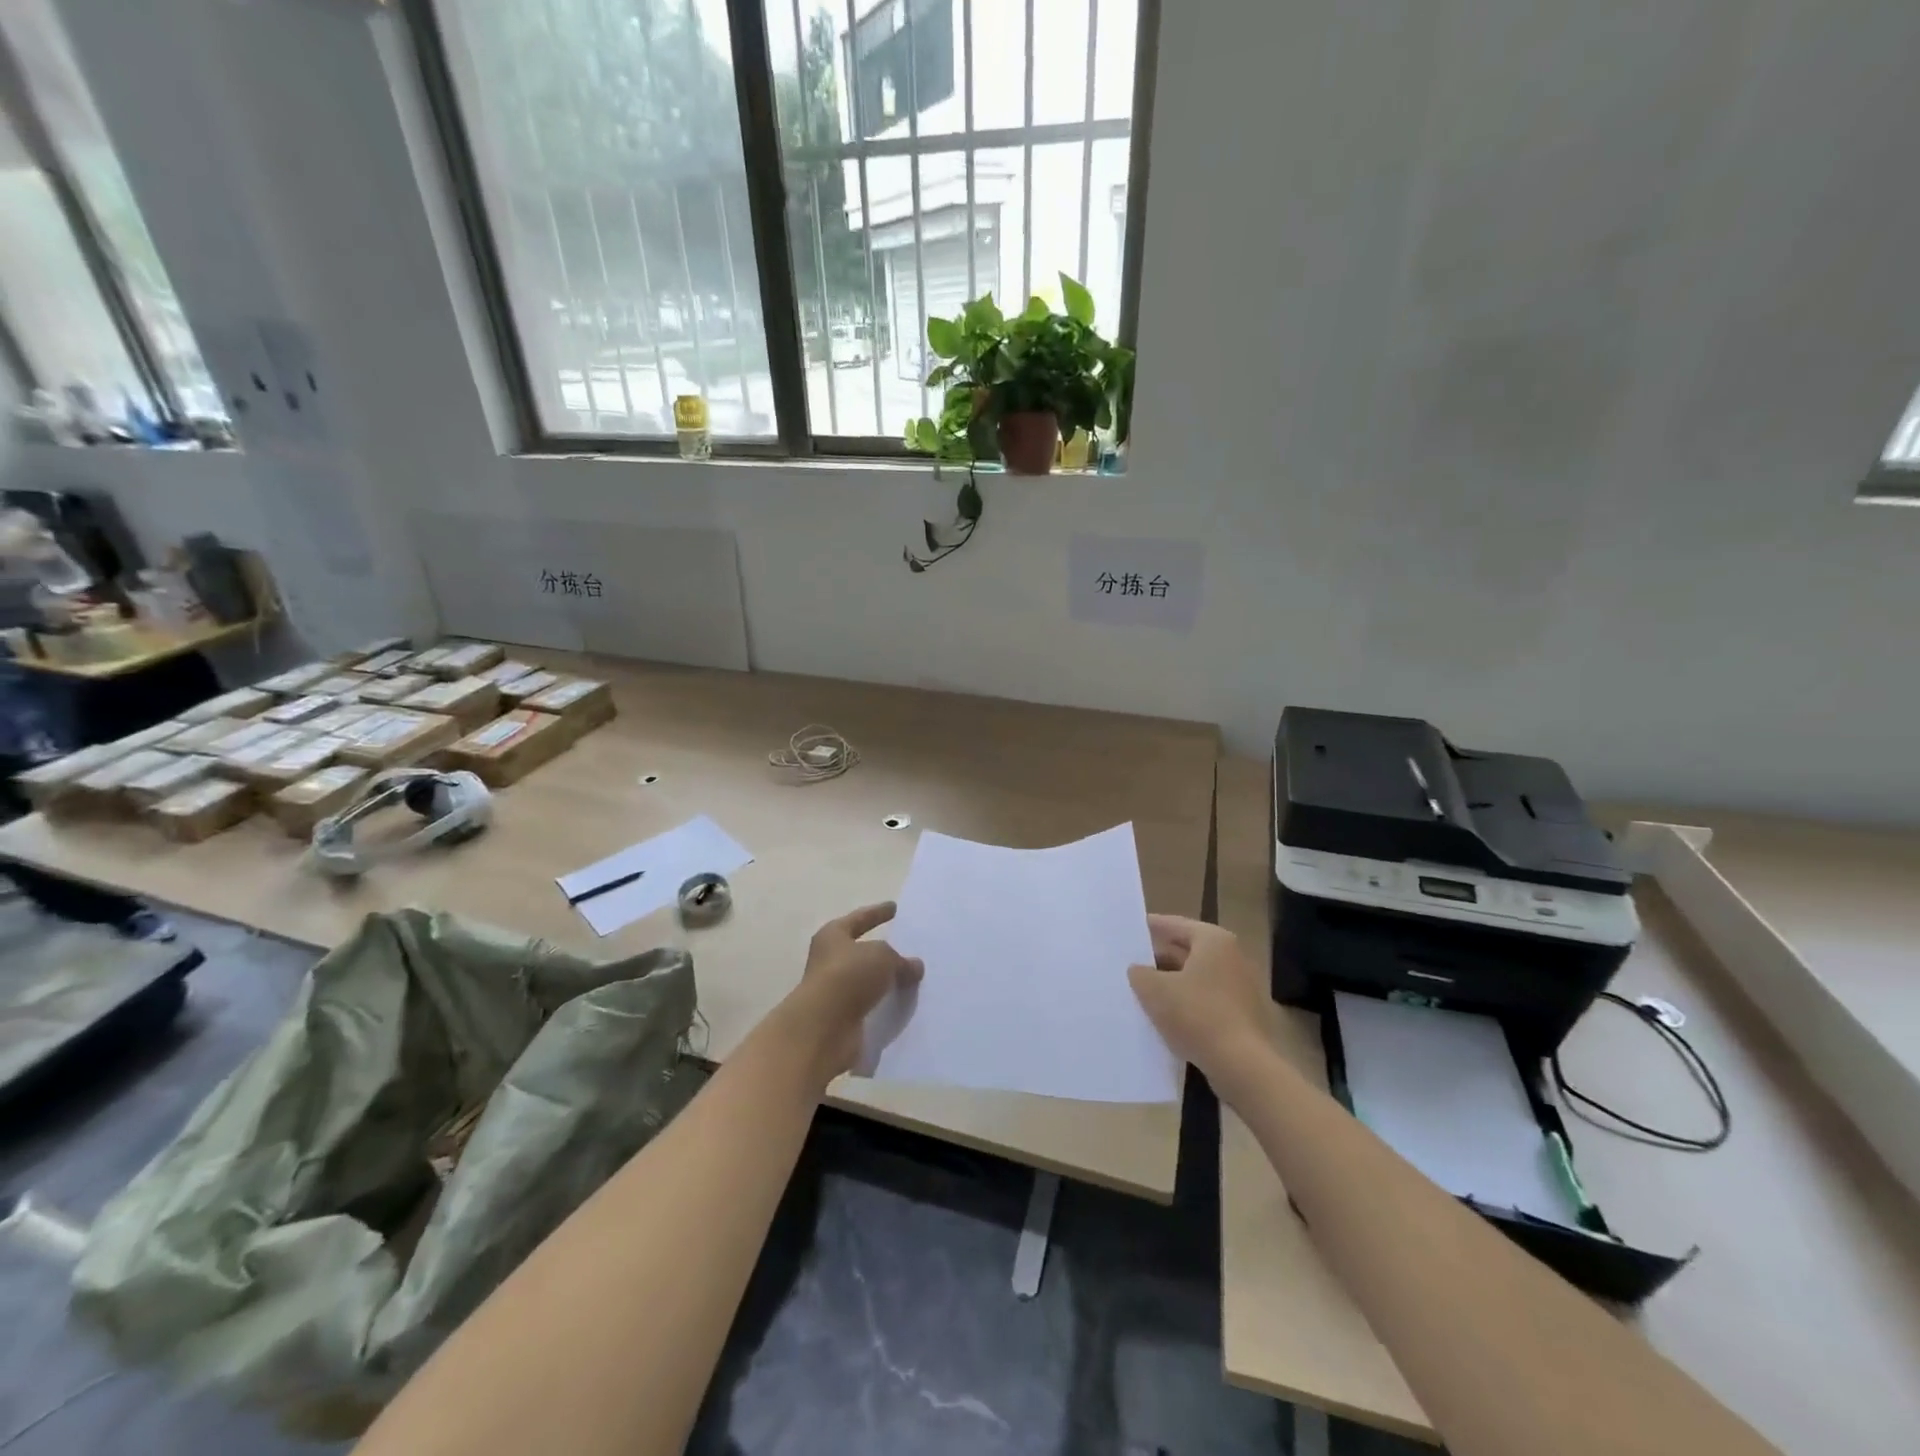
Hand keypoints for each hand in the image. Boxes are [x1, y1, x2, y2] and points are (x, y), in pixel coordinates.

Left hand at [781, 902, 923, 1082]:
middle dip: (883, 950)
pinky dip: (884, 1003)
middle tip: (909, 946)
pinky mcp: (842, 1018)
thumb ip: (900, 960)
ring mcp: (834, 991)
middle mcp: (829, 961)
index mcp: (833, 936)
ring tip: (913, 978)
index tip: (894, 907)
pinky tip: (904, 1003)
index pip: (859, 919)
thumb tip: (914, 966)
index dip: (877, 913)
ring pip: (866, 980)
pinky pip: (870, 1005)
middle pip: (861, 950)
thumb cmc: (849, 976)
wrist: (823, 1028)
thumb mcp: (882, 957)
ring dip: (885, 980)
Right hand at [1129, 915, 1273, 1087]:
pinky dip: (1187, 1003)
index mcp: (1214, 941)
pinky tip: (1166, 1017)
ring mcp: (1241, 987)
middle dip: (1159, 958)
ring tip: (1143, 991)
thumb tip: (1139, 970)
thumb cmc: (1197, 1015)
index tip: (1130, 930)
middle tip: (1131, 963)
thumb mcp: (1154, 990)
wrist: (1242, 1066)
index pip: (1176, 924)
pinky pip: (1207, 1000)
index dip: (1151, 927)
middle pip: (1188, 950)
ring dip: (1172, 983)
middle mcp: (1232, 957)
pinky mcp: (1243, 1015)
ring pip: (1197, 977)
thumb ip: (1140, 973)